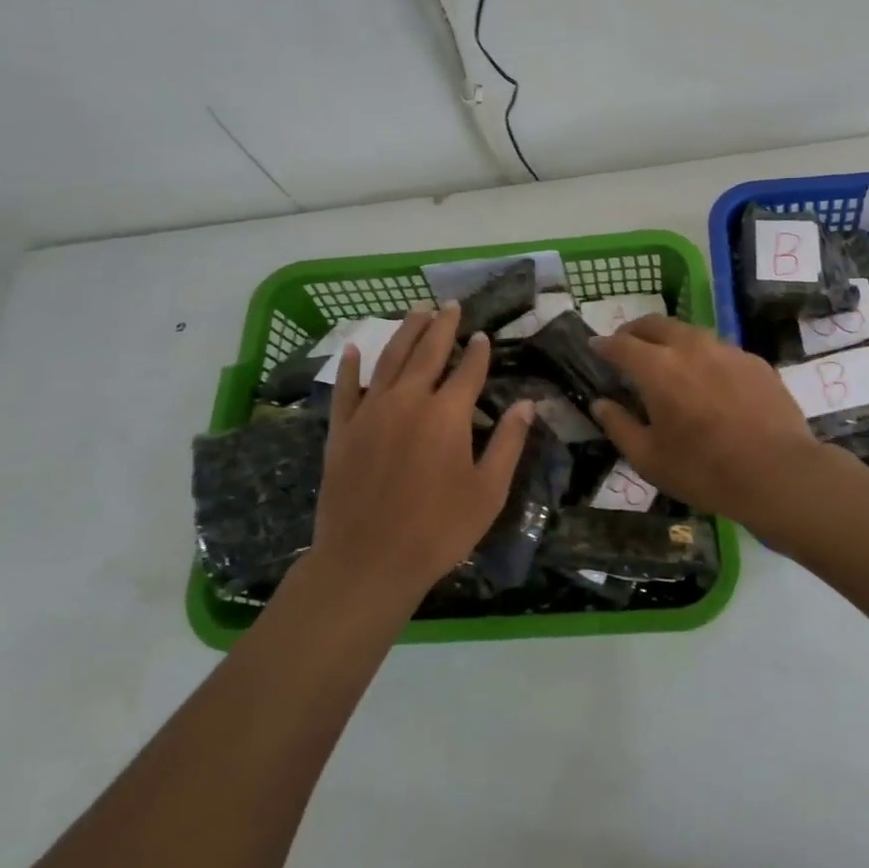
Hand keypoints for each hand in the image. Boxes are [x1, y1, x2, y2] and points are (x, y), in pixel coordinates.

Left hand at [307, 303, 533, 605]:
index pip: (468, 370)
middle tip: (450, 306)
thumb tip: (527, 404)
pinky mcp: (342, 430)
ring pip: (389, 360)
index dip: (478, 351)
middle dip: (442, 326)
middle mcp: (408, 401)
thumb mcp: (488, 492)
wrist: (367, 562)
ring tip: (416, 311)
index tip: (484, 335)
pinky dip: (350, 367)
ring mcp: (370, 412)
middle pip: (427, 352)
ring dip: (405, 332)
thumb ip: (509, 443)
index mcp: (447, 414)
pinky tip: (354, 349)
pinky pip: (345, 389)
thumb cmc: (438, 530)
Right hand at [591, 315, 821, 520]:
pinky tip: (709, 381)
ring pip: (690, 333)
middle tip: (627, 345)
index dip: (604, 344)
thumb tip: (601, 404)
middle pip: (655, 324)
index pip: (621, 344)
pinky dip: (704, 357)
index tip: (595, 347)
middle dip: (635, 331)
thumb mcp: (649, 459)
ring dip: (670, 340)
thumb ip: (619, 426)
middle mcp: (690, 347)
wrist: (778, 473)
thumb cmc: (704, 470)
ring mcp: (727, 350)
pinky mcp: (754, 361)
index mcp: (657, 368)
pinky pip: (720, 350)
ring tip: (667, 360)